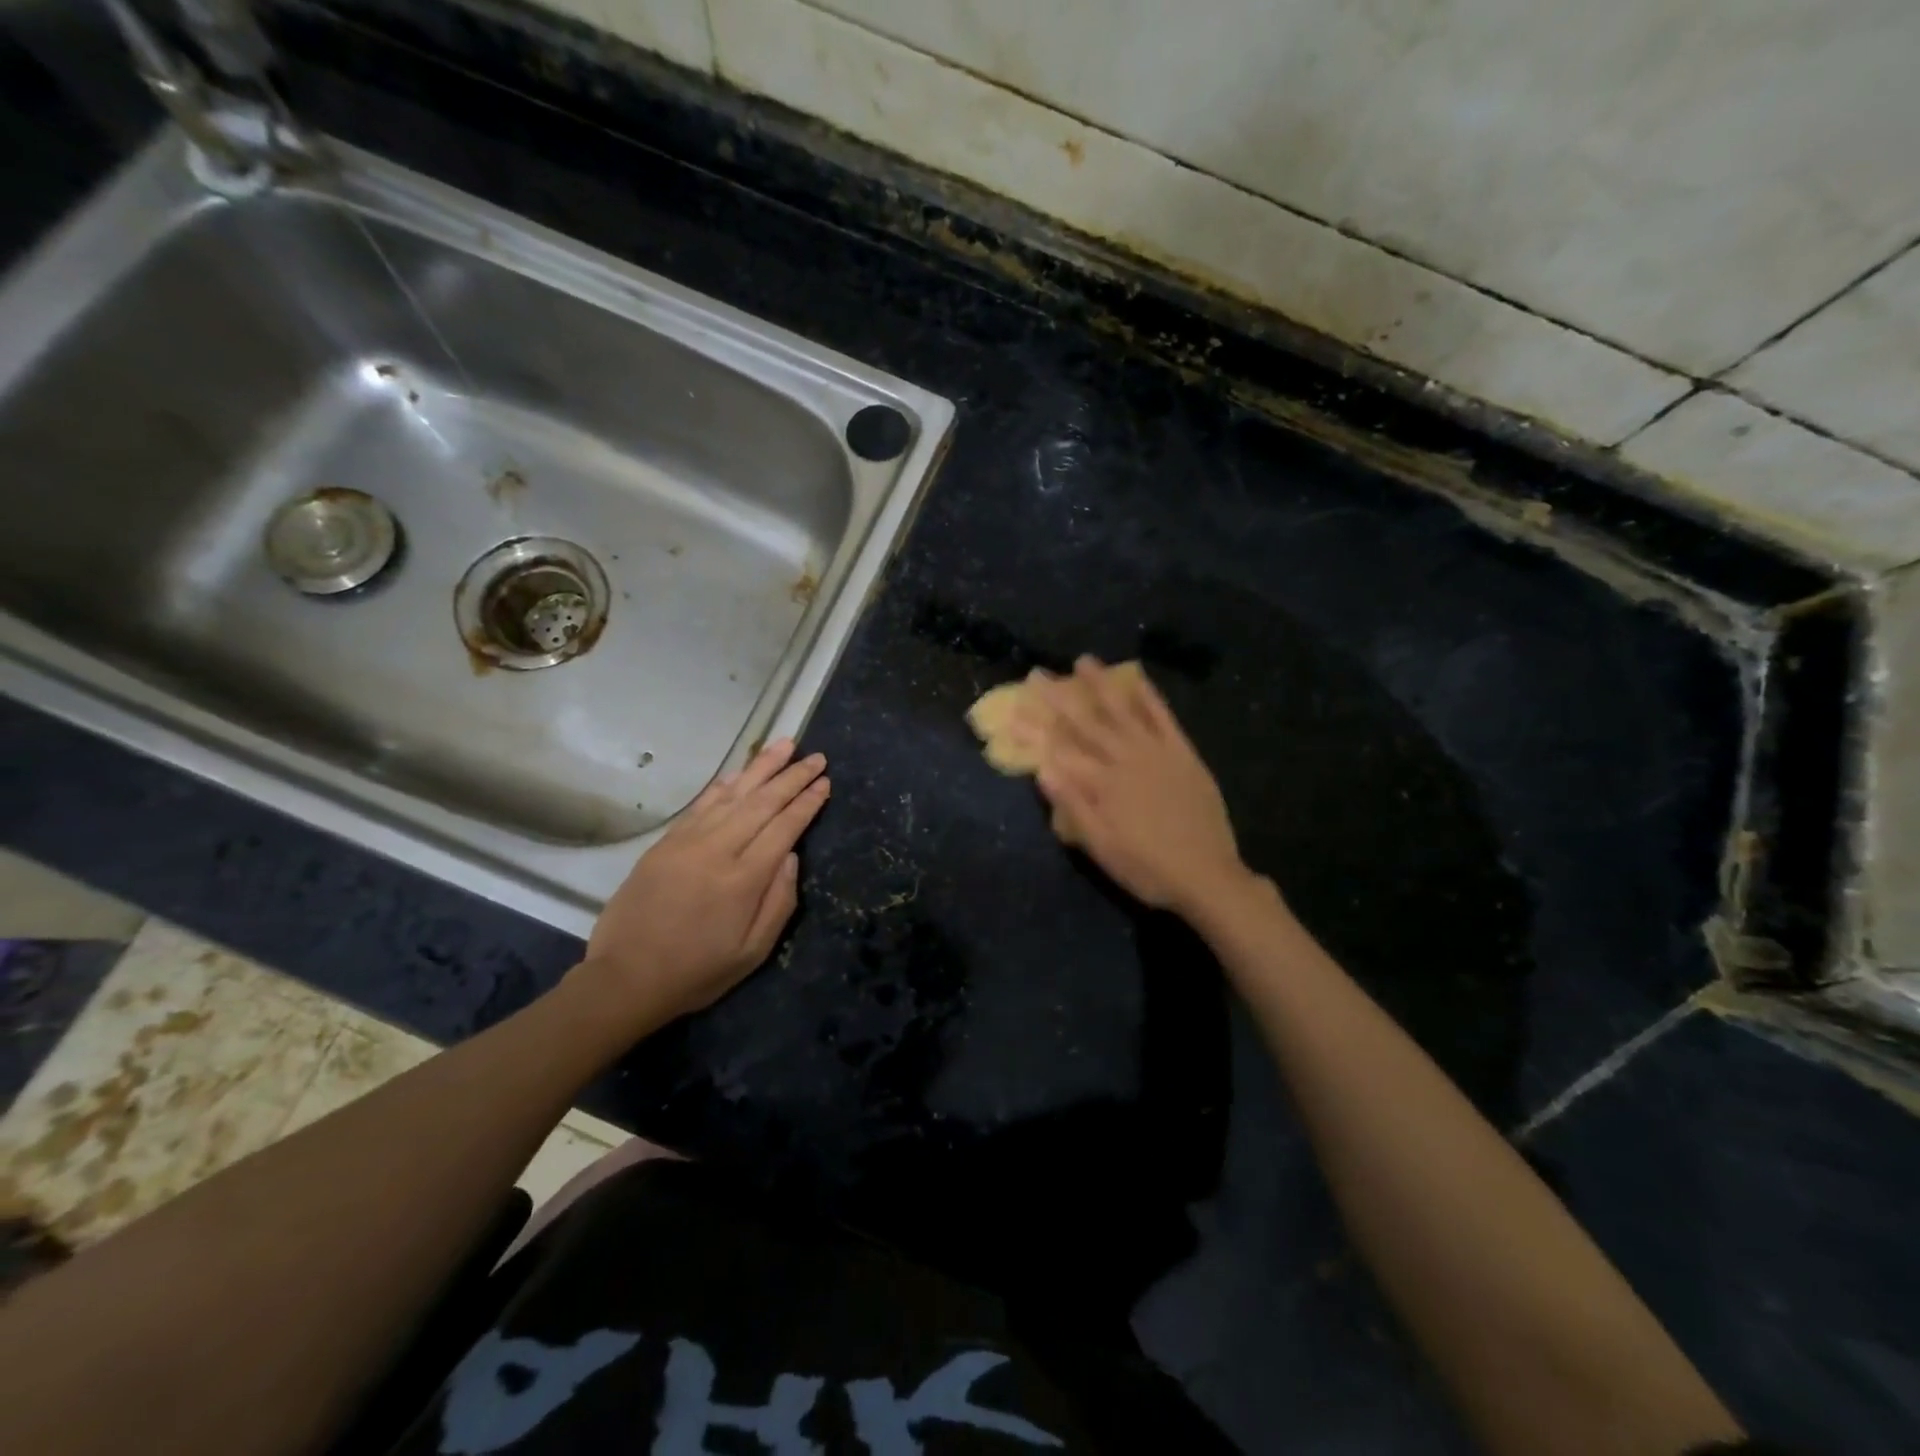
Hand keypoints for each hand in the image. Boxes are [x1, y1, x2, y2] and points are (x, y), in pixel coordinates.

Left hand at [582, 739, 829, 1026]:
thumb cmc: (697, 972)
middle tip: (816, 756)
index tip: (825, 781)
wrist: (625, 978)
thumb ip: (780, 901)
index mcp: (744, 879)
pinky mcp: (665, 843)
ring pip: (732, 794)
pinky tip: (739, 773)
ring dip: (761, 767)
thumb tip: (792, 855)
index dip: (807, 802)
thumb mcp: (753, 951)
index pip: (785, 827)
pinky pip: (702, 805)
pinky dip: (724, 786)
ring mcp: (687, 842)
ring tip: (785, 745)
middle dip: (792, 776)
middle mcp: (718, 850)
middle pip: (762, 802)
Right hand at [1024, 657, 1249, 917]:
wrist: (1208, 876)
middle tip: (1037, 674)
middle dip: (1058, 698)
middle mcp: (1125, 759)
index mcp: (1102, 784)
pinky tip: (1136, 677)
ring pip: (1122, 710)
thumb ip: (1072, 806)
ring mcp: (1156, 752)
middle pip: (1085, 723)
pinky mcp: (1182, 753)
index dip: (1033, 731)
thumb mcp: (1100, 847)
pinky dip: (1148, 695)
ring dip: (1101, 685)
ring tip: (1083, 661)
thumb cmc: (1146, 869)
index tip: (1011, 711)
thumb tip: (1042, 768)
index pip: (1058, 750)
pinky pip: (1163, 717)